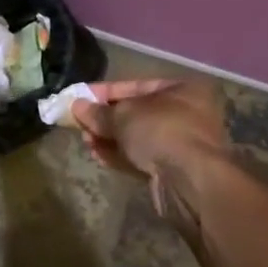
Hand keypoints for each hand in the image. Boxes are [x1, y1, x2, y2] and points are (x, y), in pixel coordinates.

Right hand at [73, 80, 239, 240]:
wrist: (190, 181)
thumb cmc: (160, 131)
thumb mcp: (123, 115)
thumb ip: (98, 112)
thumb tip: (77, 107)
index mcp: (181, 90)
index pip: (136, 85)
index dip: (104, 91)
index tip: (79, 97)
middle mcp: (186, 114)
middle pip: (137, 113)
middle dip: (106, 118)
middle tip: (80, 123)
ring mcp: (181, 144)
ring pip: (137, 137)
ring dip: (110, 138)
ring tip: (85, 140)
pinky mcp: (173, 171)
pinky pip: (141, 157)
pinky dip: (120, 155)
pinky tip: (97, 155)